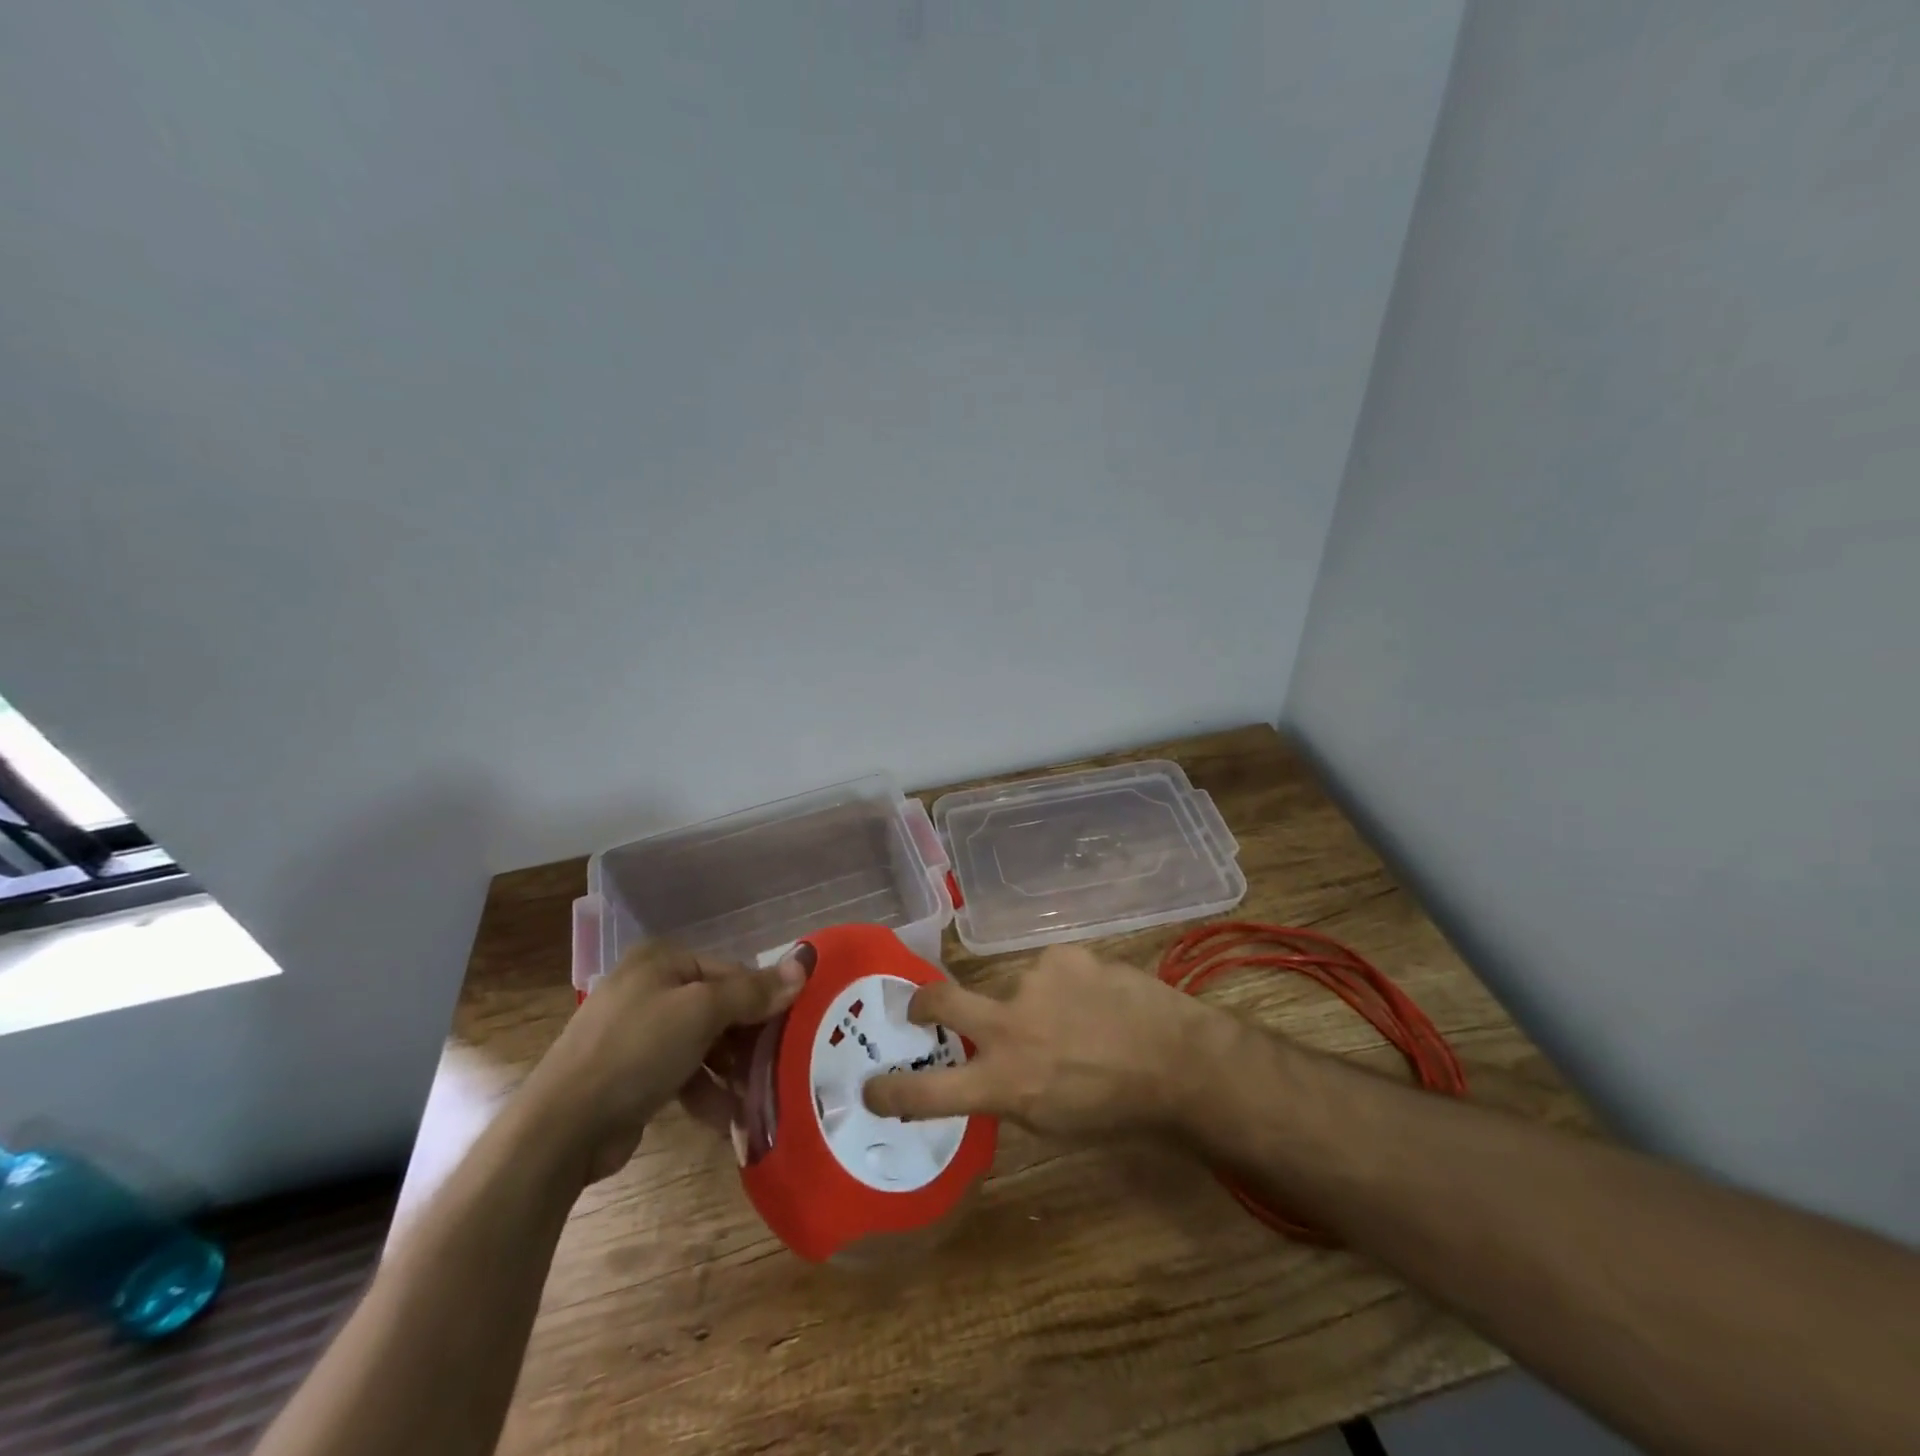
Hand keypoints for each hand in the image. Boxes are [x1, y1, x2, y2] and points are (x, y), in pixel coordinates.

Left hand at [525, 941, 807, 1183]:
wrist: (560, 1129)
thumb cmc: (636, 1051)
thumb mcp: (701, 1013)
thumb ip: (753, 992)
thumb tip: (805, 965)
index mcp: (663, 961)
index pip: (732, 972)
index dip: (765, 999)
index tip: (794, 1030)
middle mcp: (651, 988)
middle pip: (719, 1008)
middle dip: (749, 1041)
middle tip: (782, 1066)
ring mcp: (639, 1033)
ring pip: (704, 1044)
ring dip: (732, 1072)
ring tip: (760, 1098)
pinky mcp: (633, 1074)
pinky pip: (684, 1074)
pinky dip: (707, 1093)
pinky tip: (730, 1120)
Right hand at [861, 944, 1225, 1138]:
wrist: (1179, 1062)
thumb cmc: (1117, 1110)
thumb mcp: (1052, 1121)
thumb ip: (1008, 1090)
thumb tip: (985, 1069)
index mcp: (1005, 1081)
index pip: (929, 1090)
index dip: (892, 1091)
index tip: (870, 1087)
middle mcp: (1009, 1025)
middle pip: (940, 1002)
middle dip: (921, 1003)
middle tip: (920, 1007)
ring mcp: (1035, 981)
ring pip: (1014, 988)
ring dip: (1033, 1003)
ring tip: (1078, 1018)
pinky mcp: (1063, 954)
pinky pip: (1051, 971)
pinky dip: (1064, 986)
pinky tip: (1097, 999)